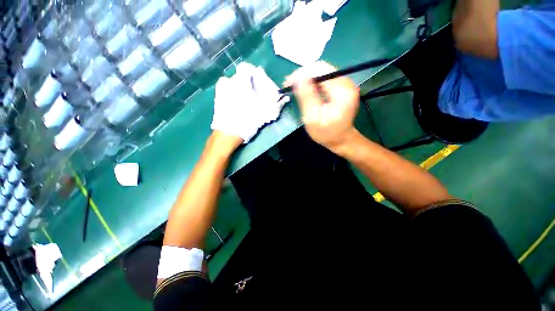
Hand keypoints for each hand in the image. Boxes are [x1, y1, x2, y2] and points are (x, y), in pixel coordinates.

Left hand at [211, 63, 289, 143]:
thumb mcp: (265, 113)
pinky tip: (236, 102)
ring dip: (239, 88)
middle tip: (253, 94)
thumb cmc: (248, 121)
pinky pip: (226, 89)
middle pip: (239, 76)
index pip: (246, 67)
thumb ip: (276, 104)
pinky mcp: (217, 97)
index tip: (258, 82)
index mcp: (241, 82)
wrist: (228, 133)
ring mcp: (221, 89)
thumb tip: (285, 99)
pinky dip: (232, 92)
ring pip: (232, 83)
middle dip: (247, 83)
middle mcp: (229, 82)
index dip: (253, 73)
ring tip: (244, 99)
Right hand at [285, 61, 359, 151]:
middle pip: (322, 68)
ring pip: (322, 72)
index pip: (320, 70)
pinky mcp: (342, 88)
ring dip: (307, 78)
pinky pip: (325, 79)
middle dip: (303, 74)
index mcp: (342, 90)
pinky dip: (312, 82)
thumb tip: (297, 77)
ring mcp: (345, 84)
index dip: (302, 73)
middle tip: (289, 84)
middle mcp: (347, 82)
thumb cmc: (326, 133)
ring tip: (294, 86)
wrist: (341, 140)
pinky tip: (304, 89)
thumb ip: (306, 97)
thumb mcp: (313, 118)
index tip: (287, 82)